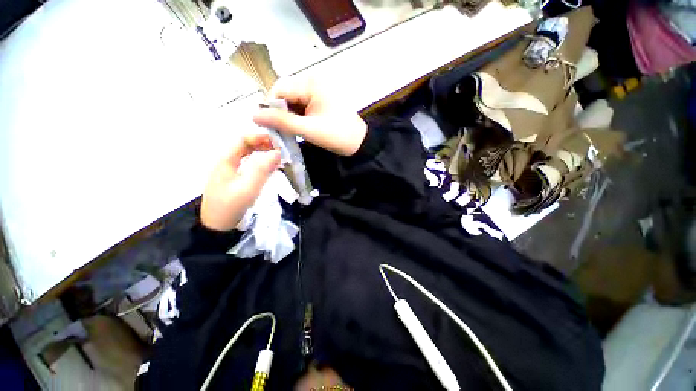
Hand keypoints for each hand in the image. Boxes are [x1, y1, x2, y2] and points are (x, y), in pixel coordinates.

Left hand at [201, 134, 280, 230]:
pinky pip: (247, 164)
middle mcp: (226, 162)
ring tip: (277, 156)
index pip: (242, 139)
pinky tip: (267, 167)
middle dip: (262, 144)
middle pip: (243, 145)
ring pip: (246, 154)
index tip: (277, 142)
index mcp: (225, 160)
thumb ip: (263, 169)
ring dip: (261, 152)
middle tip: (280, 149)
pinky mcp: (233, 179)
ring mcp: (228, 171)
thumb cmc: (231, 206)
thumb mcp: (248, 188)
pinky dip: (258, 161)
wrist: (216, 226)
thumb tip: (277, 153)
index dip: (259, 137)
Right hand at [253, 77, 367, 155]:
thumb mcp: (309, 130)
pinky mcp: (320, 100)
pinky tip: (300, 128)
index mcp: (311, 83)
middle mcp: (313, 81)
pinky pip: (301, 106)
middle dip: (280, 113)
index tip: (270, 127)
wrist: (359, 143)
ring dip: (289, 117)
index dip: (271, 108)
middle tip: (281, 132)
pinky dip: (297, 117)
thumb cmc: (338, 135)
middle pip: (285, 94)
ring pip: (292, 101)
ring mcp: (317, 91)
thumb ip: (282, 122)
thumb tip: (254, 115)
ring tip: (291, 132)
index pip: (279, 89)